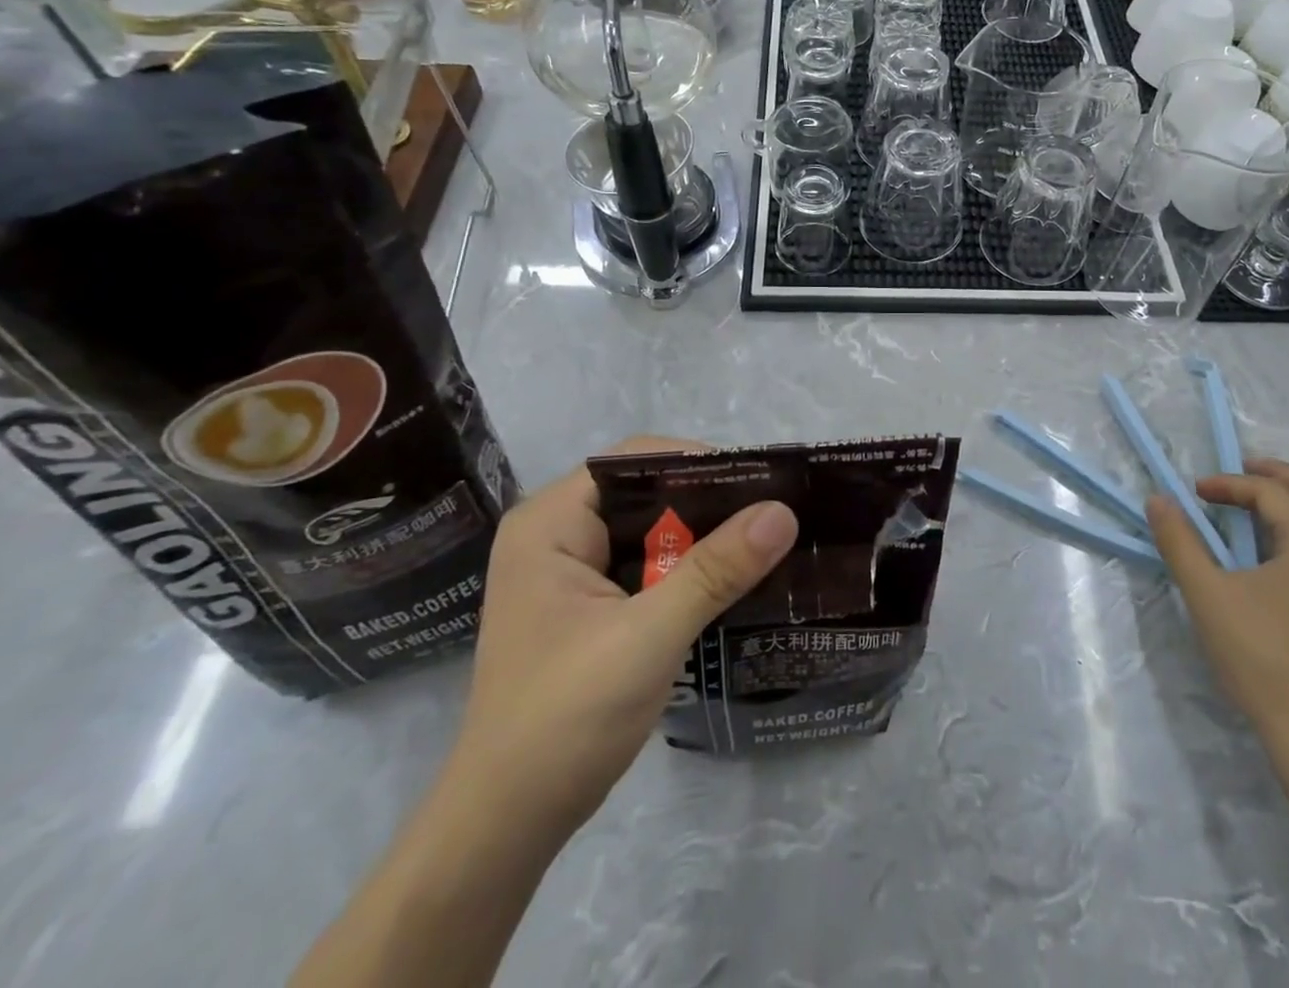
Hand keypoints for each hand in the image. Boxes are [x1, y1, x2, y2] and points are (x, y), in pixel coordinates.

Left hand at [444, 437, 797, 839]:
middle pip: (645, 492)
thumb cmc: (565, 718)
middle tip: (772, 515)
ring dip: (702, 537)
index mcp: (550, 522)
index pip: (634, 460)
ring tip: (764, 541)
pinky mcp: (586, 606)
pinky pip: (646, 565)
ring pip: (650, 529)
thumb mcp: (649, 636)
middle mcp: (556, 534)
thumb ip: (716, 569)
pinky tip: (732, 580)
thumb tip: (783, 511)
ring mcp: (569, 572)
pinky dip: (687, 568)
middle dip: (707, 502)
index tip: (759, 484)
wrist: (505, 827)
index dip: (698, 462)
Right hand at [1146, 459, 1288, 749]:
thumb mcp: (1207, 595)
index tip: (1195, 493)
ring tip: (1255, 502)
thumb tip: (1158, 500)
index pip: (1270, 492)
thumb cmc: (1261, 657)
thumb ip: (1180, 542)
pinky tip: (1279, 547)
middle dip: (1275, 475)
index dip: (1228, 485)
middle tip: (1238, 470)